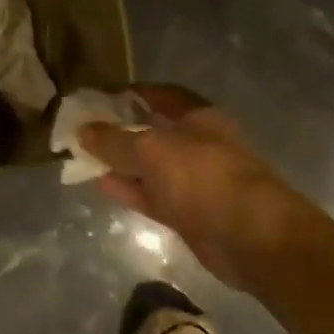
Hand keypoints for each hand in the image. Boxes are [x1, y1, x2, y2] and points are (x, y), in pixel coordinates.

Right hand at [79, 84, 290, 286]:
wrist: (253, 239)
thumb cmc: (204, 177)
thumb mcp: (152, 150)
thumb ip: (114, 140)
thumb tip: (83, 131)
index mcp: (196, 116)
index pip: (156, 95)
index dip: (126, 94)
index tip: (94, 98)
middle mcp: (195, 143)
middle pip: (150, 130)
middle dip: (117, 129)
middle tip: (80, 129)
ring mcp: (192, 179)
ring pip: (148, 165)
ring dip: (118, 161)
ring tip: (80, 156)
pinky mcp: (187, 212)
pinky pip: (150, 194)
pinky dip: (127, 188)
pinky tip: (98, 183)